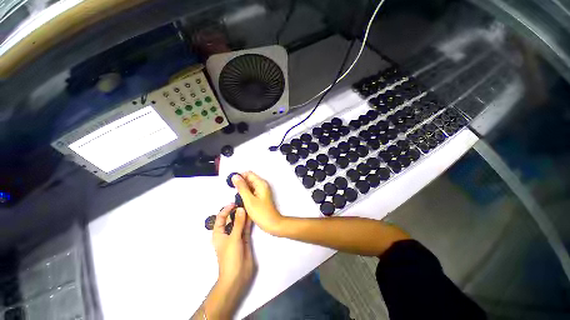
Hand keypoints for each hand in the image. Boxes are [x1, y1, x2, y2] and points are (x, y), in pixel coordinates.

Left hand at [198, 205, 254, 319]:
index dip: (226, 209)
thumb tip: (241, 209)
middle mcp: (227, 233)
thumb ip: (238, 223)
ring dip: (243, 215)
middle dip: (236, 210)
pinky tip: (253, 215)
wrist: (237, 276)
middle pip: (231, 218)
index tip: (235, 203)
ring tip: (249, 206)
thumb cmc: (230, 257)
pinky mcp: (244, 238)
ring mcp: (236, 235)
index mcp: (219, 233)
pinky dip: (248, 221)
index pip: (221, 218)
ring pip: (239, 222)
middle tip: (244, 202)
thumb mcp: (233, 238)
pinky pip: (246, 227)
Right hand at [232, 171, 283, 234]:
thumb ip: (241, 187)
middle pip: (249, 179)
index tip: (232, 185)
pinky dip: (246, 194)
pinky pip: (251, 191)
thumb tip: (235, 176)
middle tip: (235, 194)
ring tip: (239, 198)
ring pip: (249, 185)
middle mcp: (262, 185)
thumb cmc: (261, 213)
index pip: (248, 174)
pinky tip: (242, 201)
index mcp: (260, 183)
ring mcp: (262, 191)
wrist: (272, 224)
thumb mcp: (249, 200)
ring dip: (243, 190)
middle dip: (241, 184)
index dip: (240, 177)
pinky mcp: (260, 196)